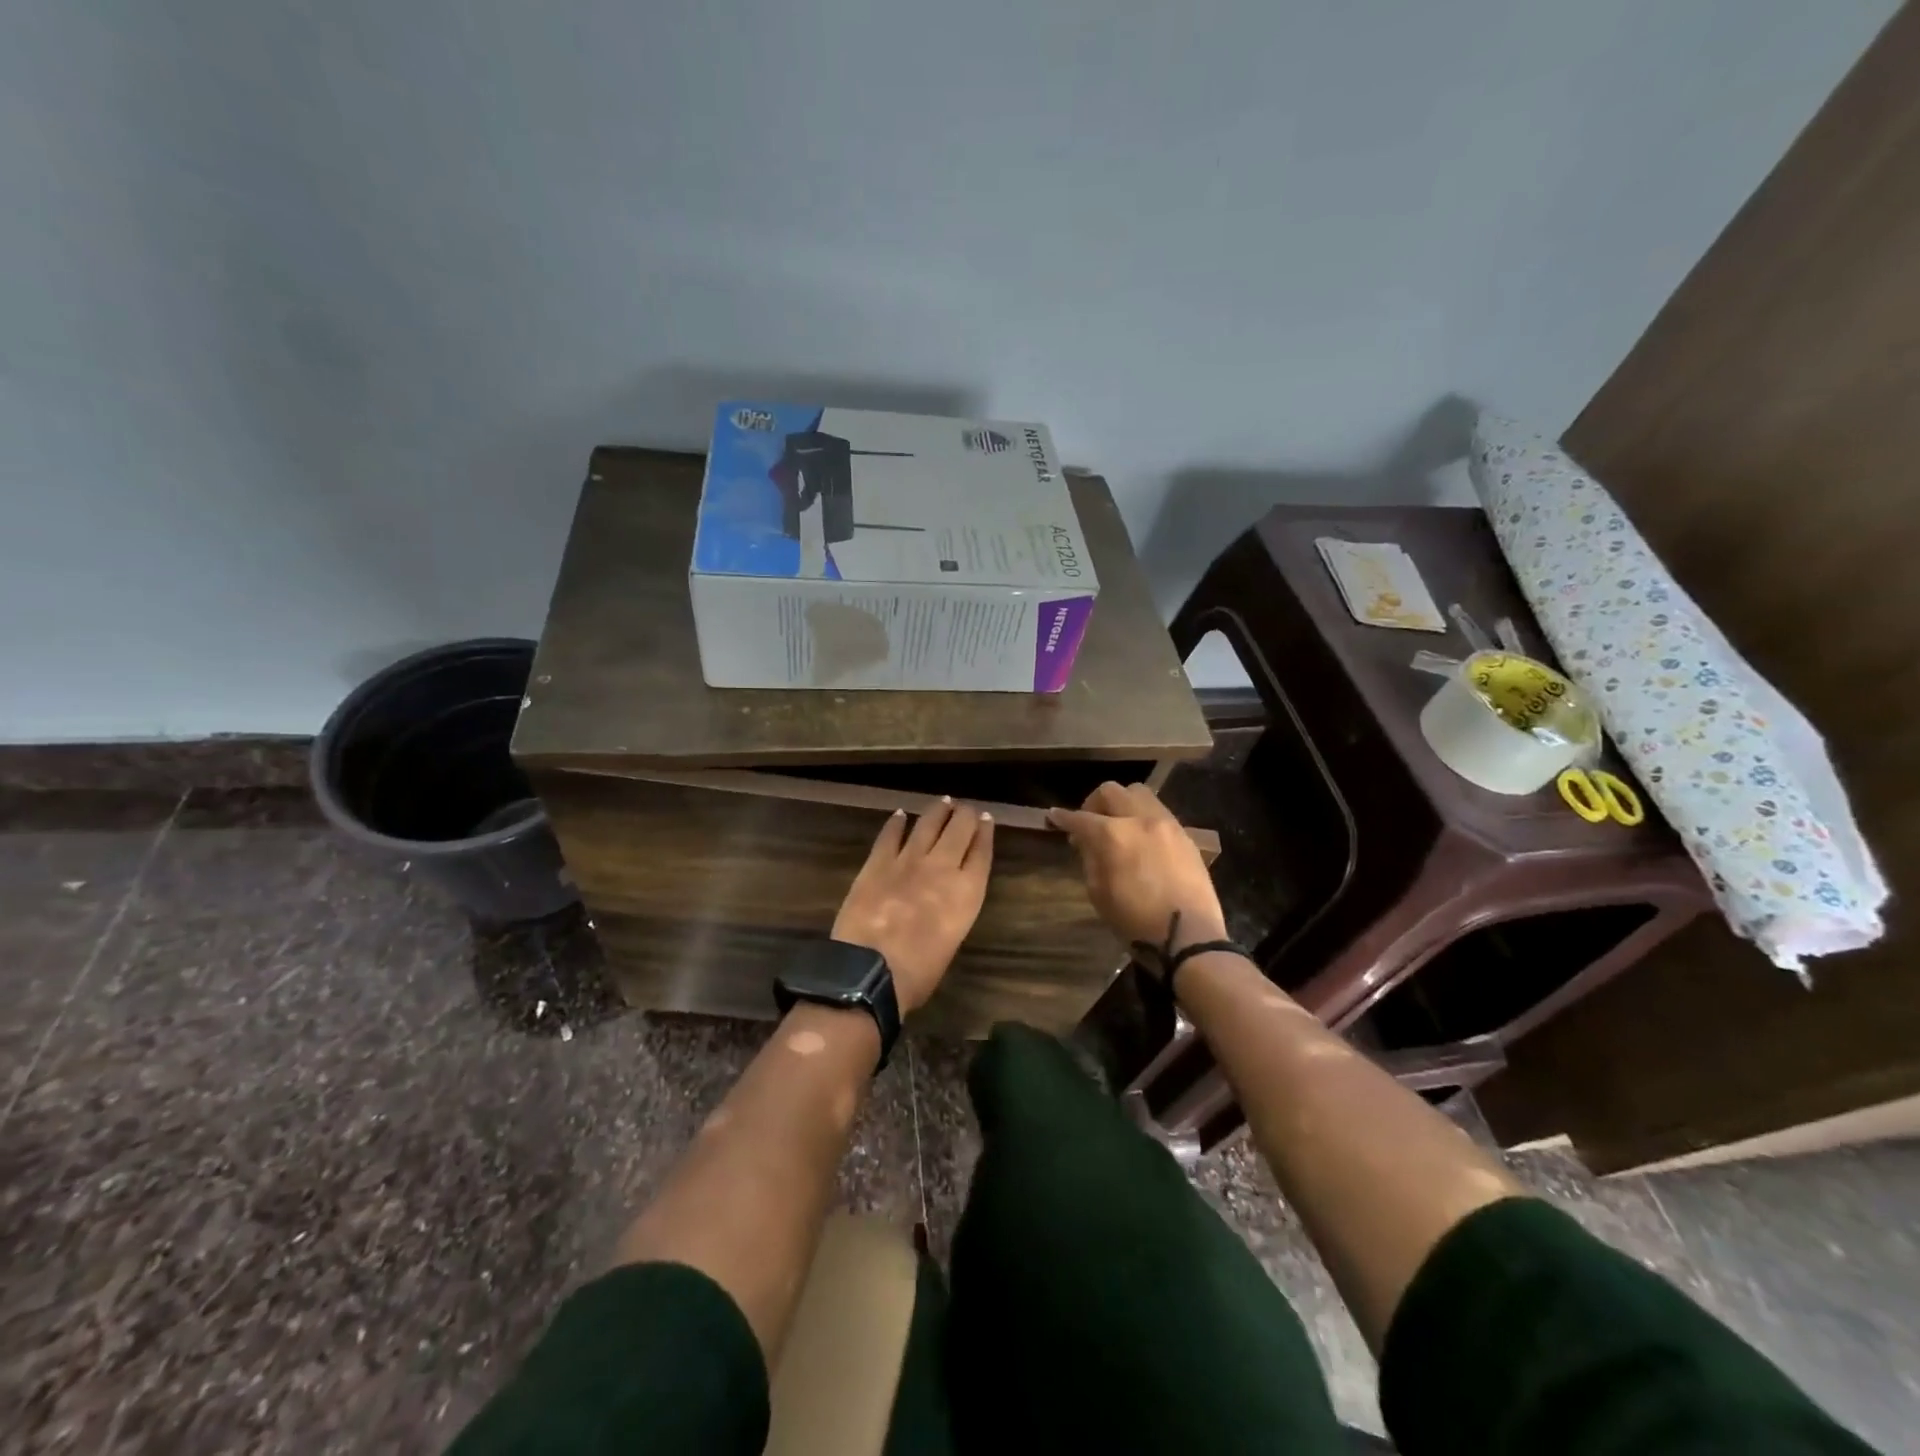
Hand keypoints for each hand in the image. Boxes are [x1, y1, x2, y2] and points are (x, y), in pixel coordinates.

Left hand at [832, 798, 994, 1014]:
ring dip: (937, 811)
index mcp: (967, 892)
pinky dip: (896, 823)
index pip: (982, 853)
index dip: (985, 832)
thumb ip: (953, 912)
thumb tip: (945, 901)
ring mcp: (908, 861)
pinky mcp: (878, 862)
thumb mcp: (951, 942)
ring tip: (944, 802)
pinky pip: (890, 835)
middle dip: (965, 815)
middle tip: (966, 808)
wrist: (871, 971)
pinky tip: (900, 814)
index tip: (986, 819)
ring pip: (928, 825)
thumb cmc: (918, 973)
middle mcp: (942, 868)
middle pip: (959, 830)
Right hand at [1047, 782, 1225, 950]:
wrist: (1188, 937)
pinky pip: (1159, 812)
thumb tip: (1087, 841)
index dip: (1062, 817)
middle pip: (1111, 791)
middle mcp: (1140, 819)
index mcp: (1113, 835)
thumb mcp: (1099, 893)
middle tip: (1089, 823)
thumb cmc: (1135, 921)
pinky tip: (1142, 840)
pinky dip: (1143, 818)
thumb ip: (1090, 859)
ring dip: (1122, 805)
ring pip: (1139, 794)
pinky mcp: (1185, 835)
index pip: (1080, 818)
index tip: (1053, 816)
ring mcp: (1167, 824)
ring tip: (1118, 827)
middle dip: (1094, 803)